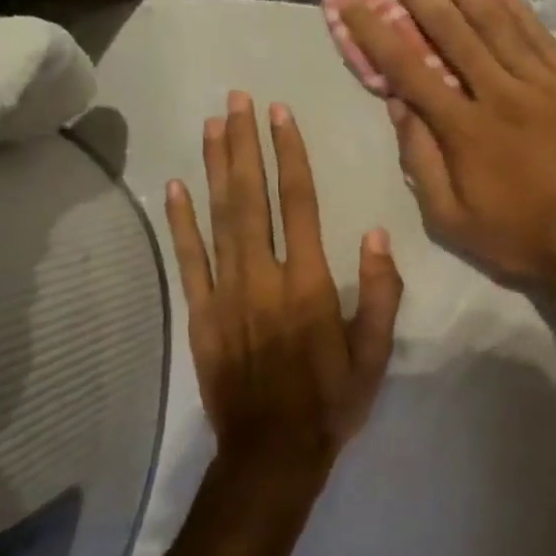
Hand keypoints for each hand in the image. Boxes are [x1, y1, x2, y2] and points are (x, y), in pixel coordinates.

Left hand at [165, 92, 402, 482]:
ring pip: (219, 219)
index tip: (280, 114)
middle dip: (245, 145)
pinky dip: (181, 222)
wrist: (272, 456)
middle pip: (251, 198)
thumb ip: (380, 295)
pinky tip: (174, 187)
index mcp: (309, 284)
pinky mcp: (201, 315)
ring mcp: (226, 295)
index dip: (289, 155)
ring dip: (215, 168)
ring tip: (212, 124)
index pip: (298, 204)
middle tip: (237, 99)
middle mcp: (264, 278)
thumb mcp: (375, 355)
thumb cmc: (331, 402)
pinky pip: (189, 261)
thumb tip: (377, 235)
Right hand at [340, 0, 555, 289]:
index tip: (353, 0)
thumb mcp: (452, 220)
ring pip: (497, 23)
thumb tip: (398, 105)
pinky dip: (516, 6)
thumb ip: (421, 161)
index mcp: (465, 130)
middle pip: (451, 31)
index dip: (377, 33)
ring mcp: (543, 84)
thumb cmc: (520, 236)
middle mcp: (500, 95)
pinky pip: (540, 36)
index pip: (410, 70)